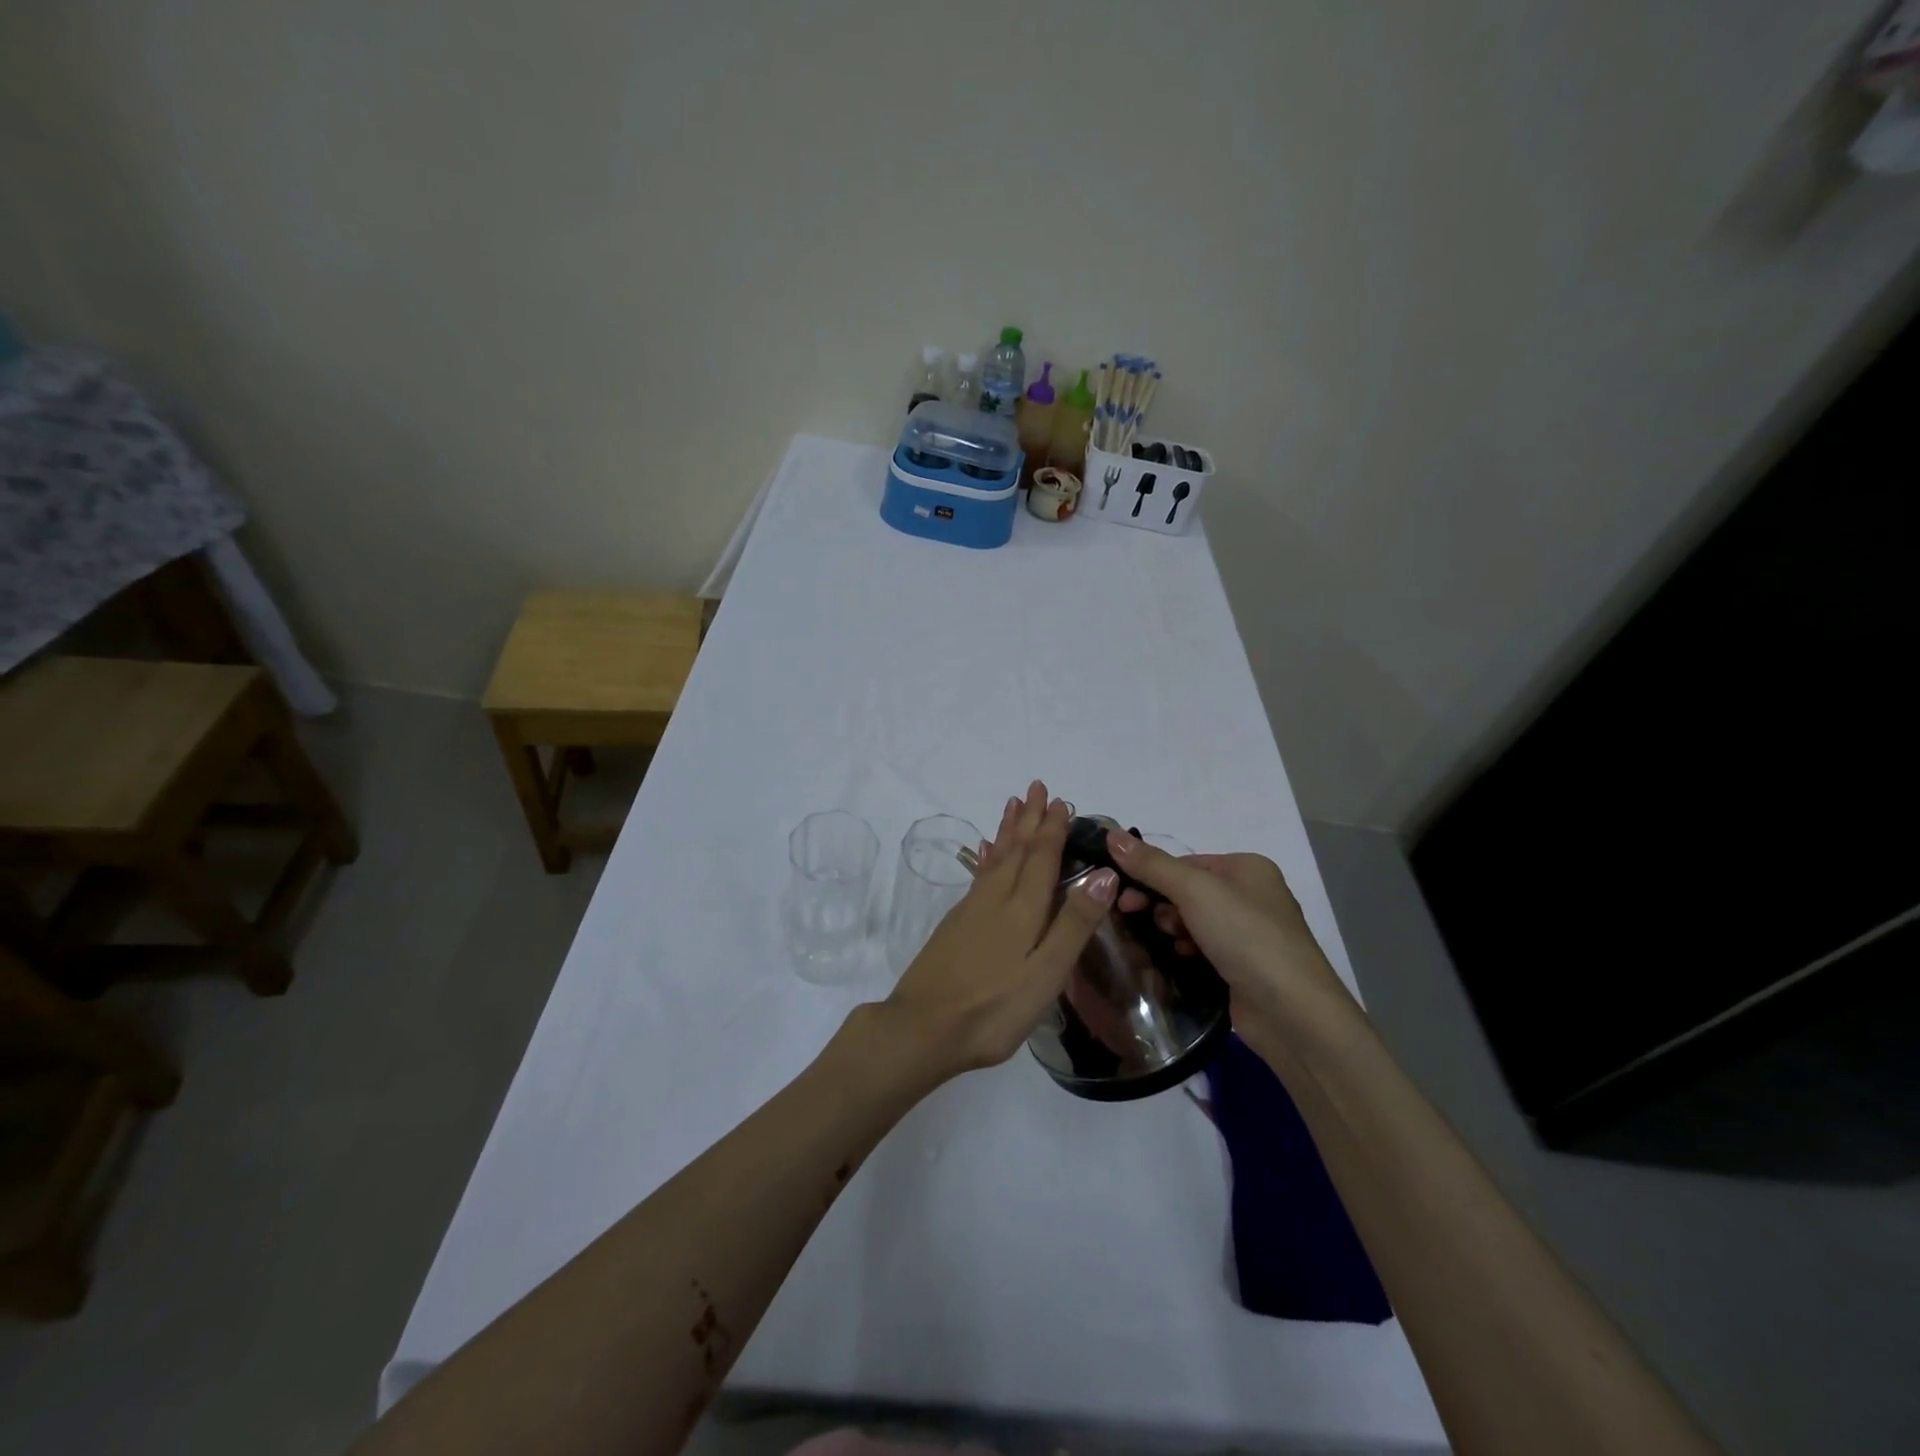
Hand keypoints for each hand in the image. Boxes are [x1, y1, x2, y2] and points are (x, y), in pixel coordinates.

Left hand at [880, 781, 1117, 1079]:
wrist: (923, 1028)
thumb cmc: (994, 1007)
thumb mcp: (1046, 973)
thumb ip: (1074, 924)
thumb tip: (1105, 874)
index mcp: (1023, 909)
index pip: (1042, 858)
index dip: (1053, 829)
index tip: (1061, 801)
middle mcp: (996, 899)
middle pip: (1017, 850)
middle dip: (1029, 819)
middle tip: (1036, 787)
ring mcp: (971, 910)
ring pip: (995, 858)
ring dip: (1007, 831)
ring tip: (1012, 805)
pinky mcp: (955, 925)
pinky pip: (978, 876)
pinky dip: (986, 857)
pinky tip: (983, 852)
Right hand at [1107, 831, 1357, 1050]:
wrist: (1291, 1012)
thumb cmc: (1245, 936)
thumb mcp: (1195, 890)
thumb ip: (1151, 864)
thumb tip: (1111, 834)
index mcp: (1247, 868)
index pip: (1185, 862)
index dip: (1150, 875)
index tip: (1122, 895)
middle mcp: (1251, 896)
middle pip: (1187, 891)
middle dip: (1160, 903)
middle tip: (1131, 916)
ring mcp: (1250, 934)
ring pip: (1193, 921)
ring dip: (1173, 929)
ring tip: (1170, 943)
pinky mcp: (1244, 968)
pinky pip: (1203, 949)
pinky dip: (1187, 951)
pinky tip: (1180, 960)